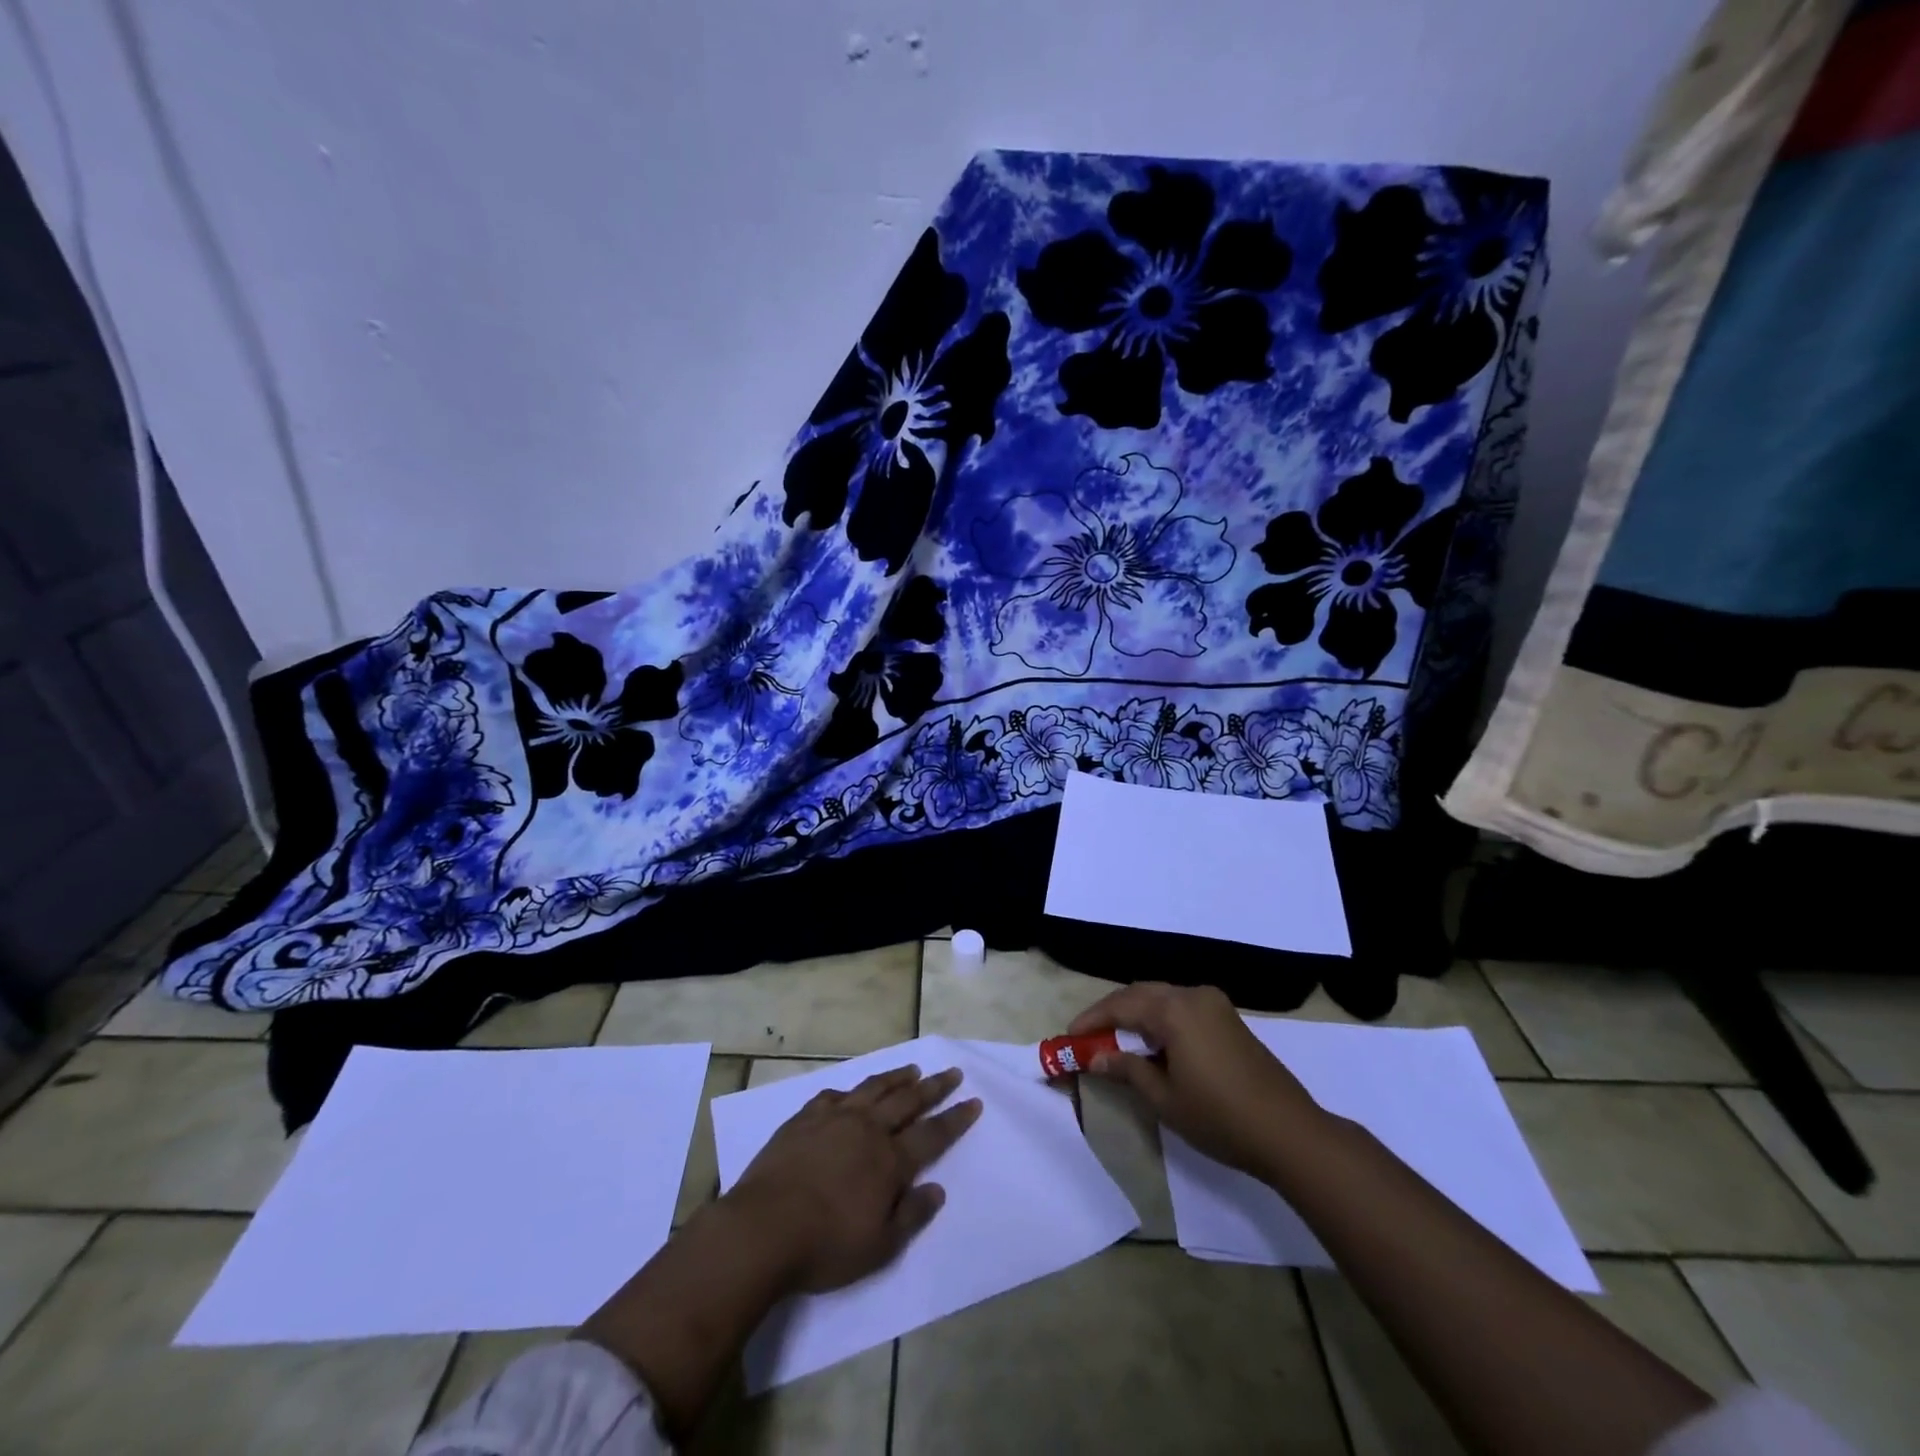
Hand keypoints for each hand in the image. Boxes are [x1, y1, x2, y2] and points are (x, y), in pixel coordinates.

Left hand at [728, 1064, 981, 1293]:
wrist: (762, 1228)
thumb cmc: (825, 1245)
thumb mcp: (879, 1247)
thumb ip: (911, 1215)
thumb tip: (937, 1189)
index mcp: (889, 1161)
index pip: (932, 1134)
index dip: (955, 1118)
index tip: (973, 1100)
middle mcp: (867, 1129)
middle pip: (908, 1101)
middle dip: (934, 1087)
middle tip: (952, 1072)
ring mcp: (834, 1118)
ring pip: (873, 1088)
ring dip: (897, 1078)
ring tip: (912, 1069)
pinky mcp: (804, 1119)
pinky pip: (834, 1095)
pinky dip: (851, 1090)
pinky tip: (852, 1092)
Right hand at [1070, 982, 1325, 1175]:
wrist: (1289, 1133)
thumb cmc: (1220, 1117)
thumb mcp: (1164, 1098)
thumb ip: (1127, 1070)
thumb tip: (1098, 1056)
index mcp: (1175, 1010)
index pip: (1121, 1005)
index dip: (1092, 1019)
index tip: (1070, 1035)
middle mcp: (1193, 996)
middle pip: (1141, 994)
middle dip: (1112, 1012)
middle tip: (1088, 1036)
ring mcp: (1215, 1005)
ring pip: (1162, 998)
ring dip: (1136, 1014)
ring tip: (1115, 1040)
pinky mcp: (1228, 1018)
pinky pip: (1182, 1007)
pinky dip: (1159, 1019)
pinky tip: (1152, 1044)